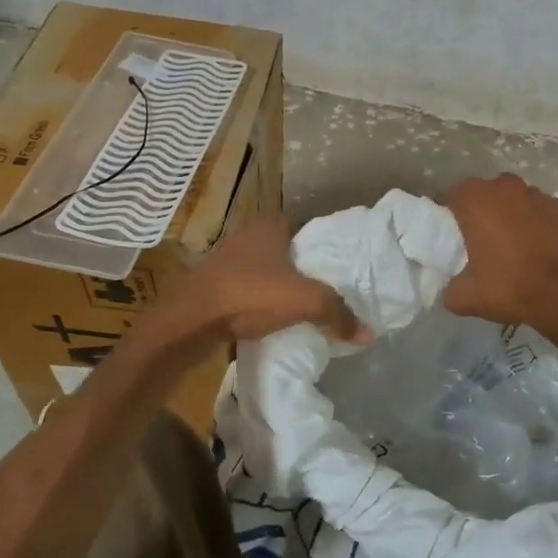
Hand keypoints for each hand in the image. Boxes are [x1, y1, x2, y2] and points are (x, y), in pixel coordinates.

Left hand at [181, 213, 364, 341]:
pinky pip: (250, 288)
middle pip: (289, 249)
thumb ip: (337, 313)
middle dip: (307, 267)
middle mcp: (249, 234)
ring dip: (283, 285)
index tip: (344, 264)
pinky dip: (263, 299)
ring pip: (268, 269)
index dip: (327, 244)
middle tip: (331, 288)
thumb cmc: (250, 294)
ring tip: (307, 305)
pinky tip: (275, 317)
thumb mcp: (304, 301)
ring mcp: (228, 259)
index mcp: (271, 225)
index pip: (309, 226)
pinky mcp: (215, 284)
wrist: (189, 320)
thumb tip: (368, 333)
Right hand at [442, 174, 557, 337]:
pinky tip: (539, 243)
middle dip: (480, 209)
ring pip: (514, 198)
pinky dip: (537, 220)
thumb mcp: (463, 297)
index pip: (452, 195)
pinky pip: (540, 209)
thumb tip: (450, 285)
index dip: (449, 212)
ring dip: (509, 212)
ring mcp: (537, 194)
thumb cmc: (509, 287)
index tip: (451, 233)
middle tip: (479, 237)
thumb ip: (449, 286)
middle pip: (484, 192)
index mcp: (475, 201)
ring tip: (511, 240)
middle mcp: (505, 187)